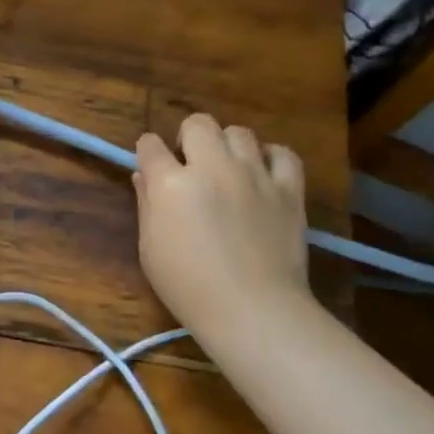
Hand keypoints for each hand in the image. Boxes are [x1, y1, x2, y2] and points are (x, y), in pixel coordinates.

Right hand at [133, 114, 314, 338]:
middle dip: (188, 137)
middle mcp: (212, 167)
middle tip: (191, 165)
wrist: (253, 310)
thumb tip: (144, 176)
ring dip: (228, 146)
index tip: (151, 164)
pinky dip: (271, 158)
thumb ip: (146, 206)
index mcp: (170, 183)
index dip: (148, 151)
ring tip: (228, 170)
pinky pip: (283, 153)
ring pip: (239, 132)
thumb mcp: (150, 250)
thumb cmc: (188, 287)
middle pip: (198, 123)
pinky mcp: (289, 189)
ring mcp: (254, 174)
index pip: (150, 145)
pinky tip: (263, 174)